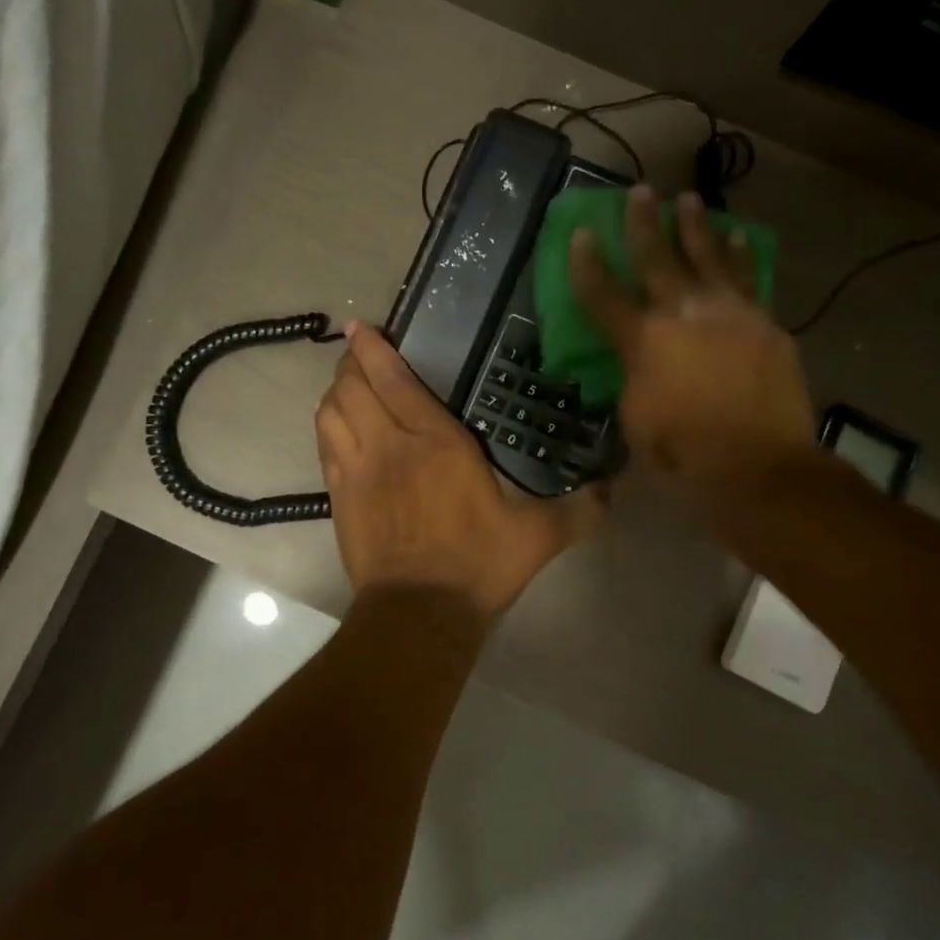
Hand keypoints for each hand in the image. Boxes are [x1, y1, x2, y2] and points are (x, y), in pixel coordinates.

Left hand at [315, 322, 603, 619]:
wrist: (419, 612)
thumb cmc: (477, 565)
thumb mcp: (537, 536)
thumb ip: (578, 510)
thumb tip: (615, 493)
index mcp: (437, 442)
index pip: (393, 380)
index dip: (373, 349)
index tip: (364, 327)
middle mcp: (390, 445)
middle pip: (354, 387)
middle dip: (351, 363)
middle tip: (359, 353)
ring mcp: (358, 470)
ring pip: (331, 411)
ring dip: (336, 390)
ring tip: (347, 382)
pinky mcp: (338, 496)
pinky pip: (324, 444)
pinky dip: (326, 423)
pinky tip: (336, 422)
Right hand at [568, 186, 815, 500]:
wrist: (760, 469)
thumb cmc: (683, 455)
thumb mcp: (635, 420)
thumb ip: (632, 379)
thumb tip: (637, 362)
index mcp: (644, 341)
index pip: (603, 294)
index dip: (586, 263)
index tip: (580, 233)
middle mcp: (685, 315)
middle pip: (658, 258)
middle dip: (643, 223)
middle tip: (639, 192)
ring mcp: (731, 315)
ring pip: (709, 258)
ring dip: (696, 227)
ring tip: (689, 200)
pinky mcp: (765, 325)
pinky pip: (749, 280)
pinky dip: (739, 256)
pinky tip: (736, 239)